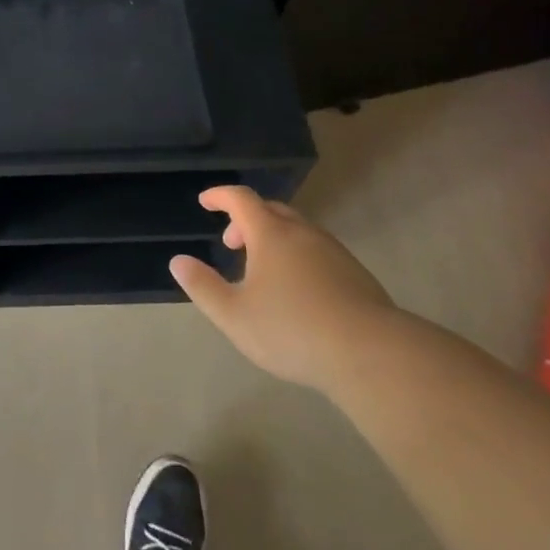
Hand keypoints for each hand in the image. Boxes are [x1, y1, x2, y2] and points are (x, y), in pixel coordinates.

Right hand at [169, 185, 398, 392]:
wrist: (371, 353)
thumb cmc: (292, 330)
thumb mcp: (234, 315)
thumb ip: (203, 286)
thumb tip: (178, 261)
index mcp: (271, 235)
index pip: (241, 199)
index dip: (220, 196)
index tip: (205, 202)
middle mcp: (303, 234)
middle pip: (272, 210)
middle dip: (246, 219)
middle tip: (232, 243)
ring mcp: (334, 252)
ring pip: (298, 231)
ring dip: (273, 238)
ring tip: (262, 270)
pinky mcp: (356, 274)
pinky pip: (317, 251)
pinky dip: (297, 255)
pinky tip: (297, 290)